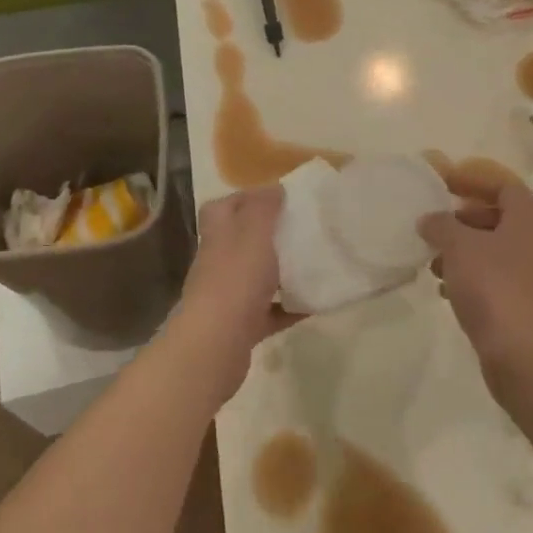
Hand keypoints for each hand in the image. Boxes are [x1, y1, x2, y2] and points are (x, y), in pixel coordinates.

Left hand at [169, 185, 294, 397]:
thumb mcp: (254, 232)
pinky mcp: (242, 325)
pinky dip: (290, 306)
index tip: (280, 198)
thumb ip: (263, 207)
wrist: (216, 343)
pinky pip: (271, 311)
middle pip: (243, 241)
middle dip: (271, 234)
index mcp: (218, 234)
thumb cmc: (236, 279)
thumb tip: (273, 189)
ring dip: (282, 271)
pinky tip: (316, 302)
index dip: (247, 198)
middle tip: (304, 228)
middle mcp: (218, 261)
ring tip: (315, 262)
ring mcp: (228, 295)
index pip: (224, 206)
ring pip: (257, 276)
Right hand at [419, 182, 532, 383]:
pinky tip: (446, 291)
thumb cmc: (493, 286)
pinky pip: (494, 279)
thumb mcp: (459, 246)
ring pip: (493, 251)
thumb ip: (441, 226)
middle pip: (499, 219)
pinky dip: (470, 278)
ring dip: (463, 252)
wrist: (523, 353)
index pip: (505, 187)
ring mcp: (532, 276)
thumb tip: (429, 219)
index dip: (475, 181)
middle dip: (464, 221)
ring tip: (434, 263)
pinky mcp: (523, 304)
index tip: (446, 186)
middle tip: (436, 227)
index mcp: (528, 220)